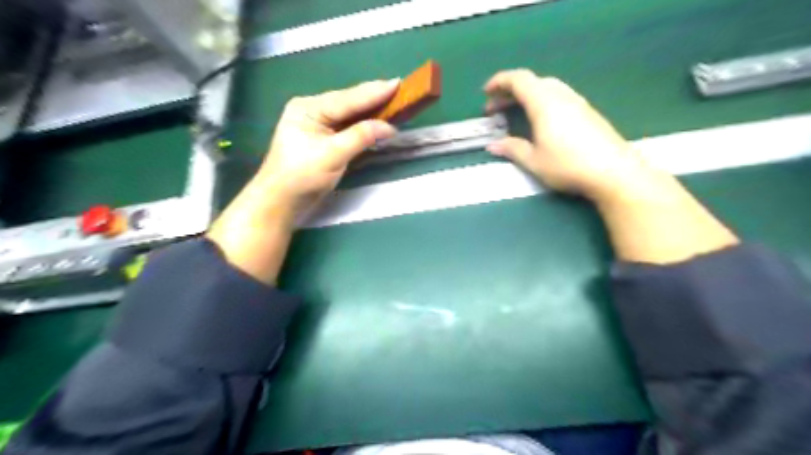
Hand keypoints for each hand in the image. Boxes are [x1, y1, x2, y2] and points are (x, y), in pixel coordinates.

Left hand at [206, 77, 397, 281]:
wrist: (282, 201)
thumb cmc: (302, 176)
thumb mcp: (332, 155)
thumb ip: (360, 137)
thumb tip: (389, 127)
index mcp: (309, 108)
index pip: (347, 98)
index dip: (374, 92)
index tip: (397, 83)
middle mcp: (312, 110)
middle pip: (348, 102)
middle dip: (373, 98)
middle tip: (399, 90)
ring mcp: (317, 125)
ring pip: (349, 114)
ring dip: (370, 111)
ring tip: (393, 102)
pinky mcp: (323, 139)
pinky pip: (347, 126)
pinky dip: (363, 125)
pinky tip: (376, 120)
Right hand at [483, 70, 739, 261]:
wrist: (613, 171)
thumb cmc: (567, 165)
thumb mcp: (534, 160)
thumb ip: (512, 149)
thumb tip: (493, 146)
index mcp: (544, 103)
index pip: (519, 79)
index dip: (499, 81)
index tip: (485, 93)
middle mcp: (561, 96)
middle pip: (532, 82)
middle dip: (510, 92)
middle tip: (496, 110)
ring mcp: (577, 102)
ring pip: (547, 89)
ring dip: (526, 97)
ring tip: (515, 114)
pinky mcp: (587, 112)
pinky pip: (559, 97)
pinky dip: (541, 102)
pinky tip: (540, 122)